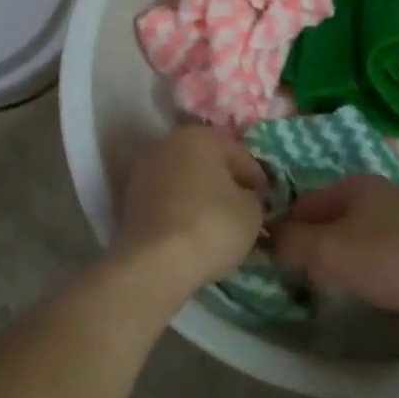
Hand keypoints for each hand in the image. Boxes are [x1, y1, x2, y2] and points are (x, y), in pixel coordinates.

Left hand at [114, 125, 267, 290]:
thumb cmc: (212, 225)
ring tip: (218, 224)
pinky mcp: (130, 199)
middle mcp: (167, 144)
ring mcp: (144, 171)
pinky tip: (193, 231)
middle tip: (244, 209)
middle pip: (207, 163)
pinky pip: (166, 200)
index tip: (268, 201)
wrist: (156, 262)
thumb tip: (245, 197)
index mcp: (199, 136)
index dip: (258, 178)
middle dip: (225, 183)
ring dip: (200, 196)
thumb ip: (253, 196)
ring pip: (184, 180)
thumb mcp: (252, 211)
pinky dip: (180, 210)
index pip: (239, 154)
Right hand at [271, 176, 398, 316]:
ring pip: (351, 236)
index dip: (285, 230)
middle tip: (303, 276)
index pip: (302, 203)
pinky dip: (363, 266)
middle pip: (327, 219)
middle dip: (311, 246)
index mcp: (353, 184)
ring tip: (332, 286)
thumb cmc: (388, 260)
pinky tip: (367, 287)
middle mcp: (377, 193)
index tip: (276, 261)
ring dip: (336, 258)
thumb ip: (291, 243)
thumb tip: (269, 241)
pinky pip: (375, 250)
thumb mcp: (327, 251)